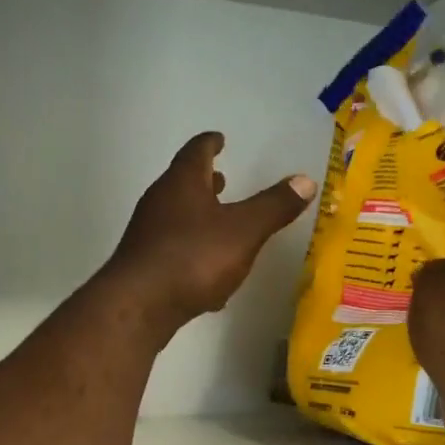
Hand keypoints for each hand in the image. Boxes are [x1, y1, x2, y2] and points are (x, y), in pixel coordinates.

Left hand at [105, 132, 316, 335]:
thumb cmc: (194, 257)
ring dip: (198, 216)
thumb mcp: (244, 230)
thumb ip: (274, 206)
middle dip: (204, 182)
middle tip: (222, 178)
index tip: (219, 138)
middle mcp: (159, 202)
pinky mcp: (144, 267)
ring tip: (218, 221)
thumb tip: (305, 180)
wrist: (139, 306)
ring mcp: (147, 235)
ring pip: (177, 217)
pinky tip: (209, 273)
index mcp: (182, 183)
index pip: (196, 151)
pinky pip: (174, 251)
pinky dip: (193, 251)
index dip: (210, 143)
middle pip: (183, 184)